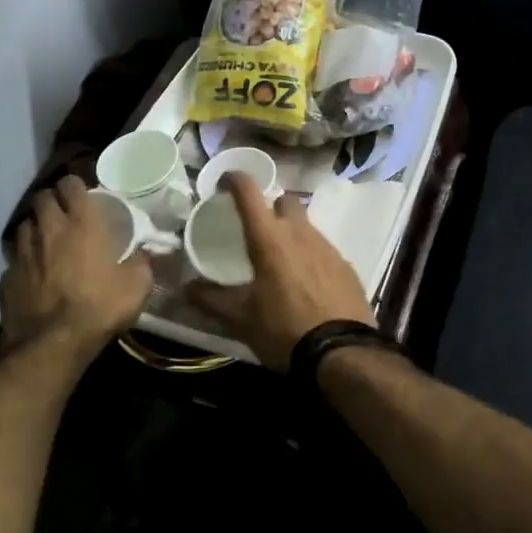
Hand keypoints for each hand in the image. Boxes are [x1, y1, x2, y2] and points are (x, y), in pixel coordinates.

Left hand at [0, 175, 152, 355]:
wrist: (52, 344)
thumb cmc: (99, 307)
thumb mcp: (137, 286)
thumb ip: (142, 261)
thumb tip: (145, 251)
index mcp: (81, 224)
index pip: (70, 184)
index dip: (75, 185)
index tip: (82, 193)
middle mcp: (48, 230)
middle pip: (42, 198)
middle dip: (52, 200)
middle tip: (64, 213)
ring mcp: (23, 253)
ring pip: (24, 225)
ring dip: (35, 227)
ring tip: (46, 240)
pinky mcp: (7, 277)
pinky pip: (14, 259)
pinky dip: (24, 260)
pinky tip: (33, 273)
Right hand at [189, 172, 374, 372]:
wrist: (342, 353)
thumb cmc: (283, 330)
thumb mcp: (240, 319)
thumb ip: (211, 300)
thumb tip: (185, 289)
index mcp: (269, 239)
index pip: (249, 192)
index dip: (235, 179)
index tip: (225, 182)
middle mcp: (300, 233)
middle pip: (285, 201)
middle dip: (270, 207)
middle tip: (258, 230)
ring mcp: (328, 247)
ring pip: (306, 225)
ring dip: (291, 233)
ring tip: (281, 262)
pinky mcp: (346, 266)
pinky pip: (324, 249)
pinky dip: (311, 256)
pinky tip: (306, 283)